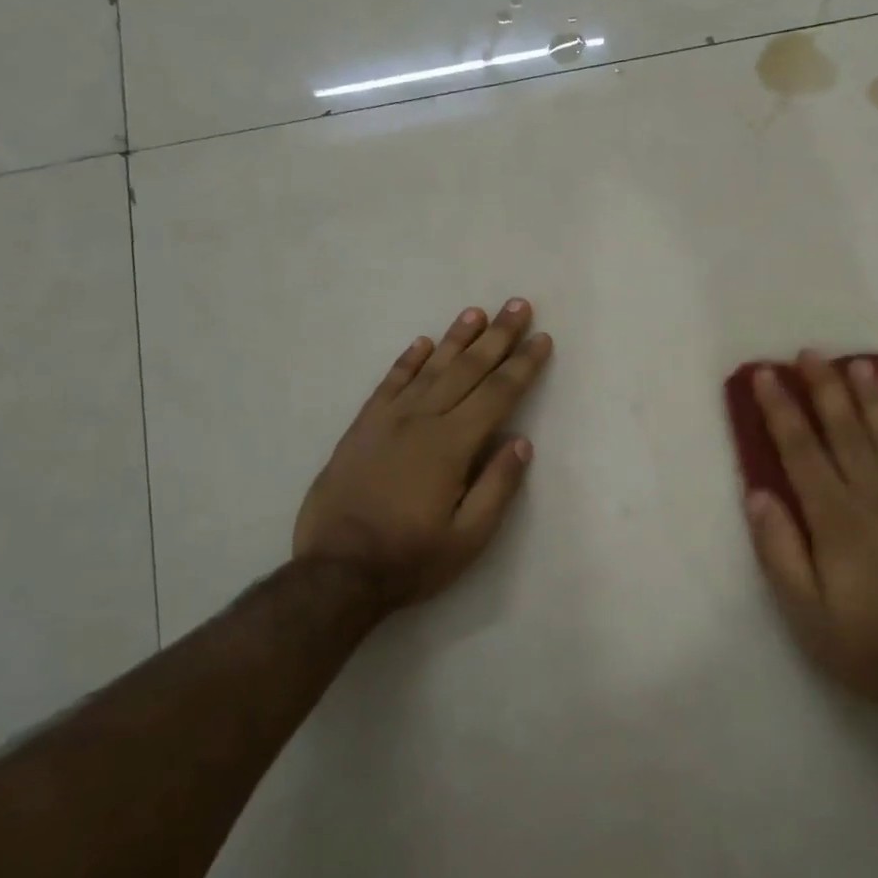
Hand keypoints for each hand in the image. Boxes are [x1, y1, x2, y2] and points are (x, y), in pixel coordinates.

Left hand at [292, 300, 552, 611]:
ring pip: (430, 368)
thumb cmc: (411, 559)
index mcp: (452, 445)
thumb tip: (521, 442)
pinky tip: (423, 343)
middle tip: (518, 305)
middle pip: (468, 370)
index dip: (523, 365)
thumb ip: (498, 486)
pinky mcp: (362, 428)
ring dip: (457, 338)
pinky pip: (389, 384)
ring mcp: (387, 421)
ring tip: (477, 312)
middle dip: (498, 336)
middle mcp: (422, 421)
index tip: (542, 339)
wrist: (336, 572)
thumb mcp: (469, 537)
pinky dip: (407, 360)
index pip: (498, 394)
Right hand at [745, 352, 877, 708]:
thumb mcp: (803, 610)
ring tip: (859, 365)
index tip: (766, 375)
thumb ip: (779, 549)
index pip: (801, 451)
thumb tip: (758, 493)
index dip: (782, 410)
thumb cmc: (862, 644)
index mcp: (835, 520)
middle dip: (825, 389)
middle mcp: (875, 500)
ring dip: (872, 399)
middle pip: (846, 432)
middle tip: (810, 353)